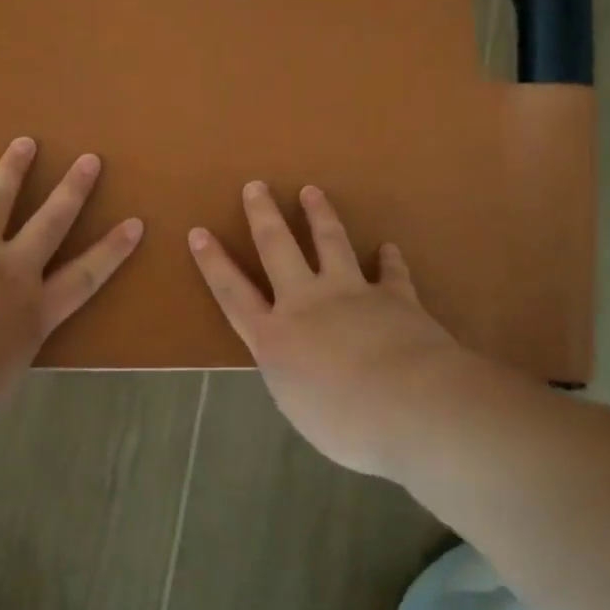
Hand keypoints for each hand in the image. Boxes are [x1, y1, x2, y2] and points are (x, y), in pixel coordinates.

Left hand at [0, 137, 142, 426]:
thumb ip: (4, 359)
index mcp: (34, 310)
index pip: (84, 276)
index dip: (111, 251)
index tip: (134, 223)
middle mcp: (10, 272)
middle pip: (48, 223)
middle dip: (71, 191)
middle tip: (88, 160)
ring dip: (10, 171)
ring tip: (24, 143)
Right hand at [189, 182, 462, 477]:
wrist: (410, 405)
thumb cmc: (344, 424)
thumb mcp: (299, 407)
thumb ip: (293, 377)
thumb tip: (299, 368)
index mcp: (274, 337)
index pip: (233, 293)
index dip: (213, 262)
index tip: (198, 232)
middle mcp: (306, 304)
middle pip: (278, 249)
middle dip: (264, 216)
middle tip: (256, 186)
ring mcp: (351, 294)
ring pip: (330, 243)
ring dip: (319, 215)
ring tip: (311, 191)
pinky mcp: (394, 297)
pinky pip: (391, 273)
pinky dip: (390, 259)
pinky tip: (389, 247)